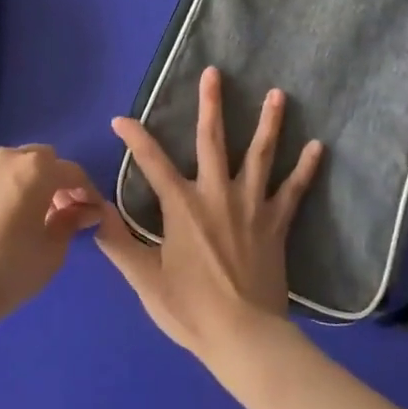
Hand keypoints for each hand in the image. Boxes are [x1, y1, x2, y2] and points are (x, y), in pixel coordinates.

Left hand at [0, 145, 102, 324]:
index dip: (87, 191)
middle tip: (63, 210)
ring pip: (15, 167)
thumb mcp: (53, 250)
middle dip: (56, 180)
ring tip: (33, 215)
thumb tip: (84, 211)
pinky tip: (5, 222)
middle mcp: (7, 160)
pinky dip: (6, 193)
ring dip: (30, 183)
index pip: (72, 172)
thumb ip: (71, 221)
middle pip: (43, 160)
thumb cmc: (11, 269)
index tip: (93, 212)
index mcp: (36, 168)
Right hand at [97, 67, 323, 365]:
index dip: (135, 139)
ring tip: (277, 93)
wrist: (243, 336)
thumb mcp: (144, 279)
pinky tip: (317, 146)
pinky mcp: (276, 222)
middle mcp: (216, 194)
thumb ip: (117, 241)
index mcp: (182, 206)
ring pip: (260, 154)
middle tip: (215, 72)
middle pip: (212, 140)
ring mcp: (251, 205)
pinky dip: (305, 168)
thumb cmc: (190, 309)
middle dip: (211, 104)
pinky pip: (293, 190)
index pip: (152, 163)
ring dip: (268, 122)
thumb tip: (90, 209)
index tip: (121, 119)